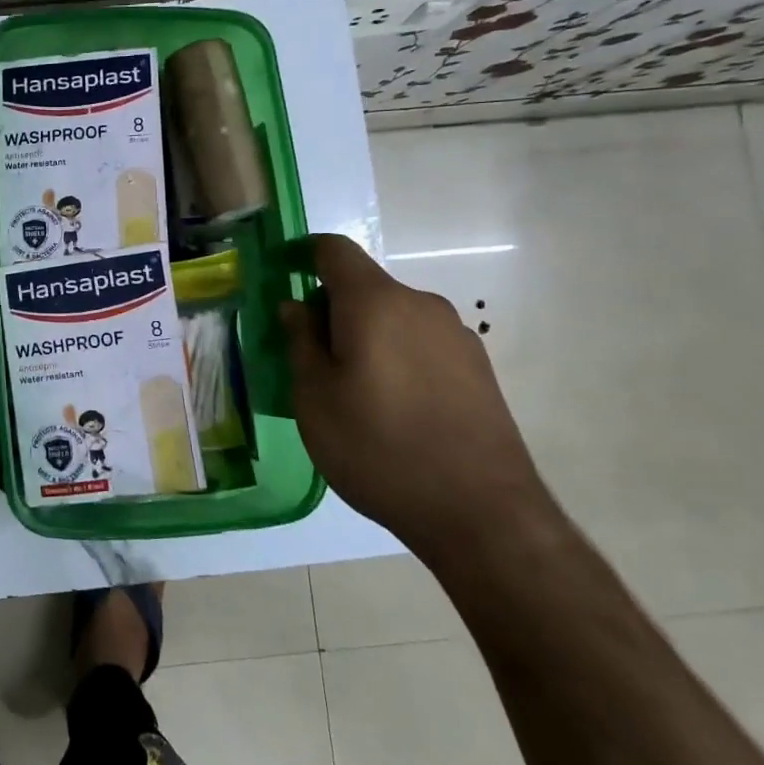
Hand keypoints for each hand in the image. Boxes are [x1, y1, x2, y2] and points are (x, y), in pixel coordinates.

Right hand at [278, 234, 553, 560]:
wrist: (481, 513)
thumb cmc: (378, 447)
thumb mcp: (315, 397)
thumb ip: (301, 342)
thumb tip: (297, 306)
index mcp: (374, 302)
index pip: (333, 250)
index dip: (303, 255)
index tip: (282, 279)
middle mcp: (420, 305)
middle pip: (364, 287)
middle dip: (331, 310)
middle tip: (309, 359)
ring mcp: (456, 336)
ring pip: (394, 318)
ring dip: (365, 337)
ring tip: (352, 392)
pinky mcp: (479, 369)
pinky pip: (421, 344)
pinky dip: (396, 358)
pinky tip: (393, 410)